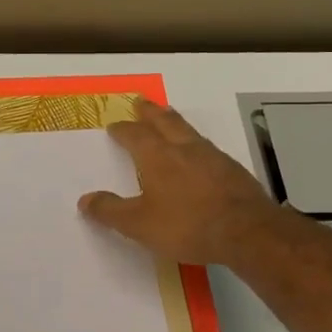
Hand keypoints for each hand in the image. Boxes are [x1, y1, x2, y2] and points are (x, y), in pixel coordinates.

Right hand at [78, 99, 287, 265]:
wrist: (246, 231)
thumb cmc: (187, 225)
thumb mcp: (140, 224)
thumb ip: (111, 211)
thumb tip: (84, 200)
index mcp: (158, 157)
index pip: (136, 136)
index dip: (123, 130)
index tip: (114, 125)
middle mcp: (184, 149)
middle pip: (164, 122)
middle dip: (150, 112)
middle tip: (140, 101)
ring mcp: (212, 156)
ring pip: (188, 131)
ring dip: (174, 121)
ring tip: (168, 116)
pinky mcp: (232, 169)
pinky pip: (208, 147)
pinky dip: (196, 143)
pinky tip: (199, 152)